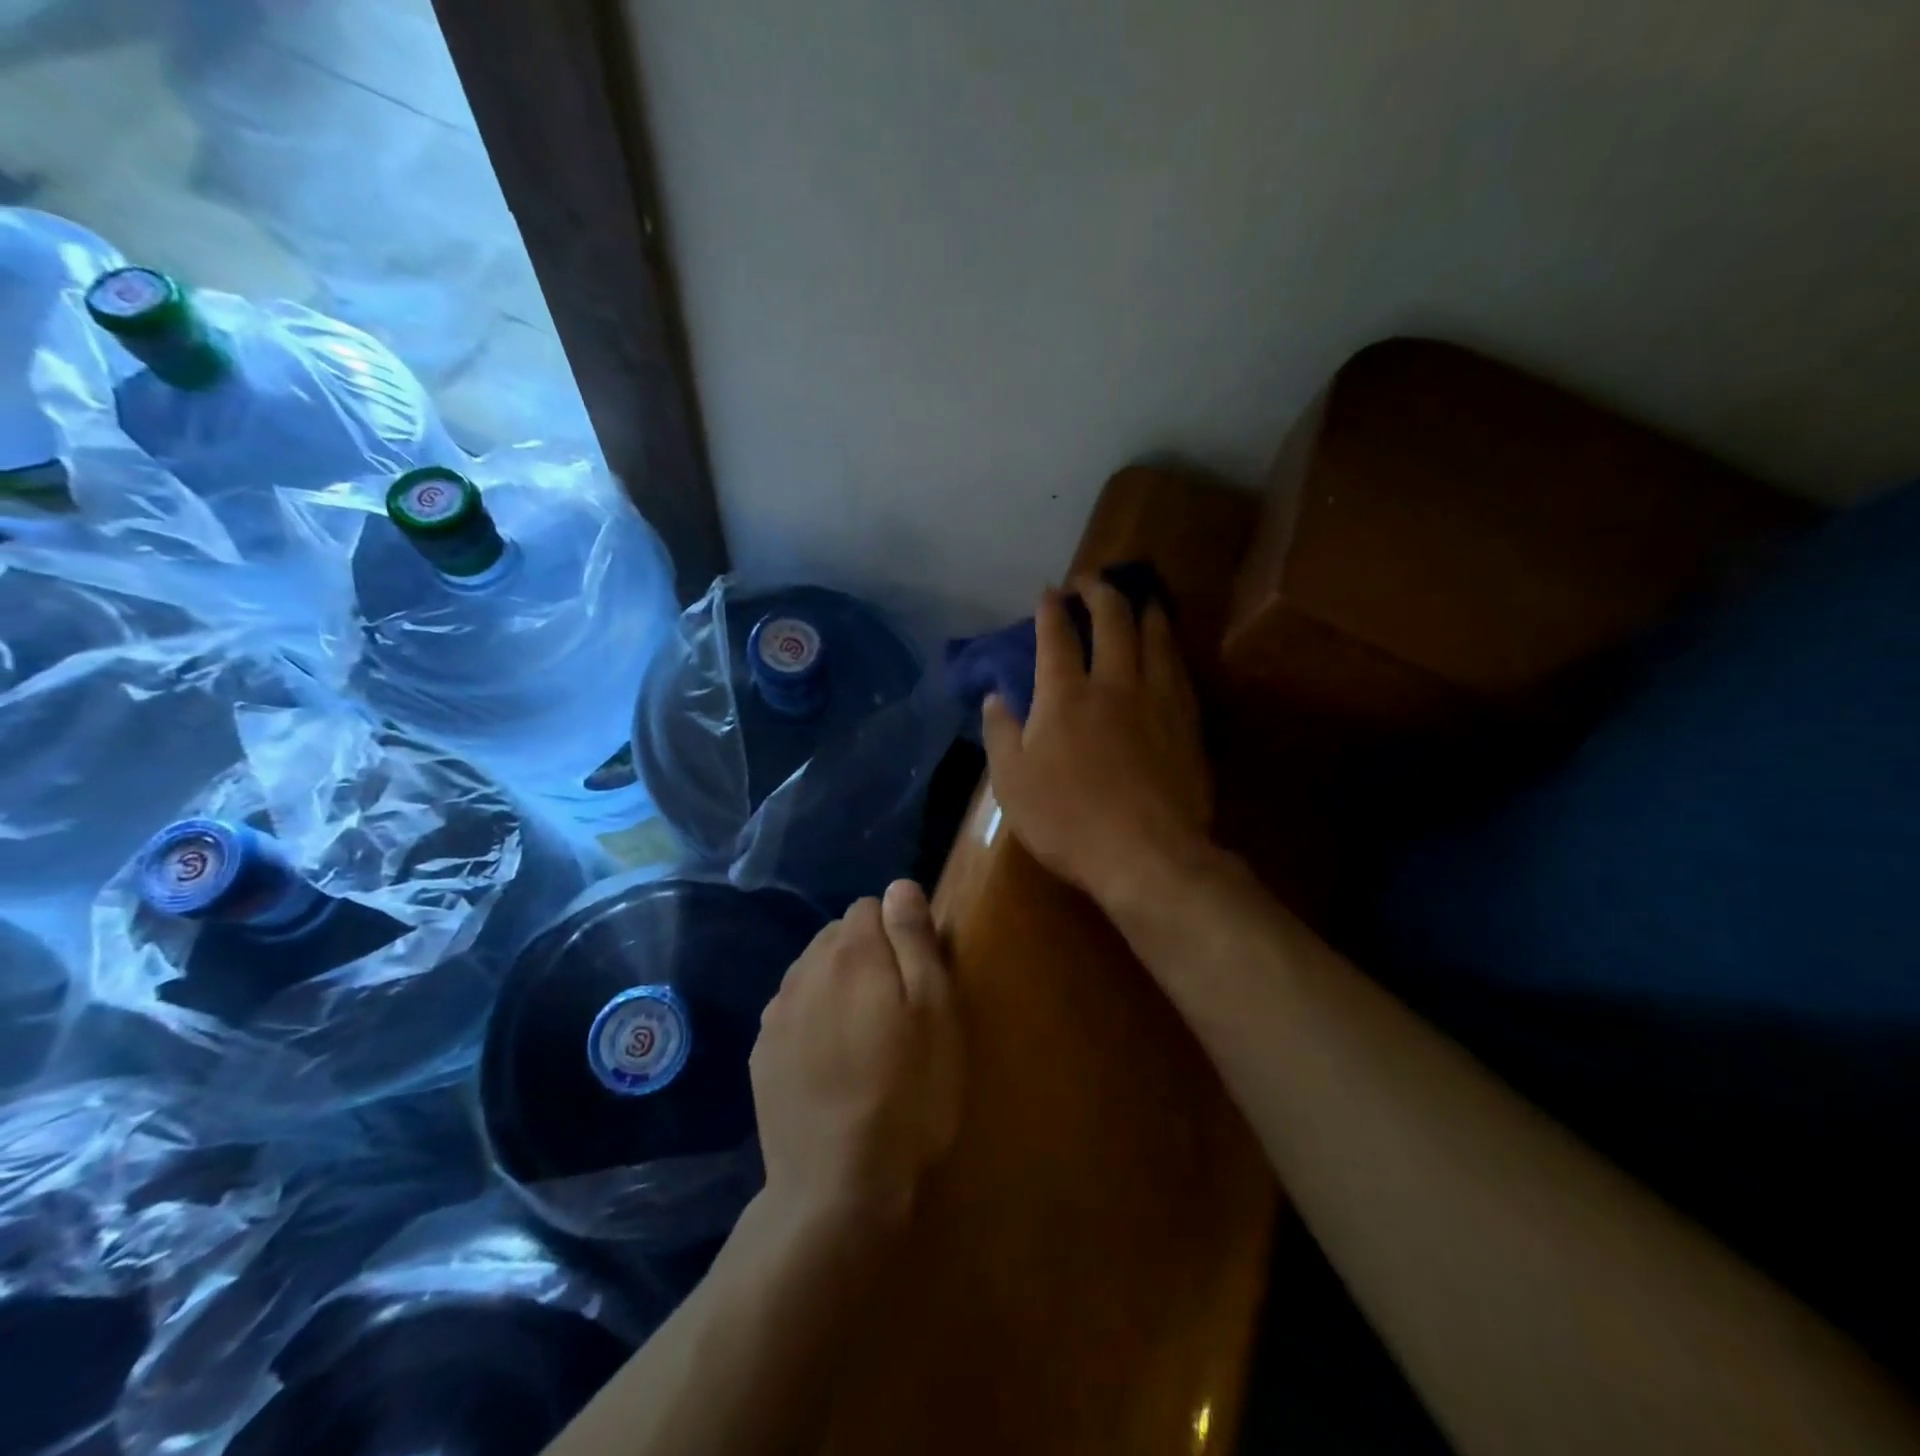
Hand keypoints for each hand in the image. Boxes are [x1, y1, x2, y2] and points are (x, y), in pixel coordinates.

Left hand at [751, 881, 962, 1228]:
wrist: (836, 1186)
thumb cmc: (906, 1094)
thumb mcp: (934, 1011)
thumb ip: (914, 939)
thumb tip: (899, 886)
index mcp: (850, 953)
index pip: (870, 906)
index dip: (898, 932)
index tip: (915, 975)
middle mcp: (804, 969)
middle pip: (838, 936)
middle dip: (867, 954)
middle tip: (895, 1007)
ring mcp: (776, 1013)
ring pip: (812, 971)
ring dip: (837, 984)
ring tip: (863, 1035)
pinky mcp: (762, 1053)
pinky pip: (792, 1011)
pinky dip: (812, 1018)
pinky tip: (831, 1061)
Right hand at [983, 581, 1213, 908]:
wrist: (1146, 854)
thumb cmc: (1067, 821)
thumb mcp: (1011, 782)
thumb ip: (999, 733)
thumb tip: (995, 697)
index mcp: (1065, 695)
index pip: (1057, 636)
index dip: (1051, 609)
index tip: (1048, 591)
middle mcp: (1114, 684)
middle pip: (1113, 620)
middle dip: (1099, 591)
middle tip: (1091, 581)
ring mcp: (1157, 700)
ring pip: (1156, 636)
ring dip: (1144, 610)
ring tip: (1139, 599)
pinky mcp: (1186, 722)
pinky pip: (1179, 668)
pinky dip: (1169, 647)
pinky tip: (1168, 648)